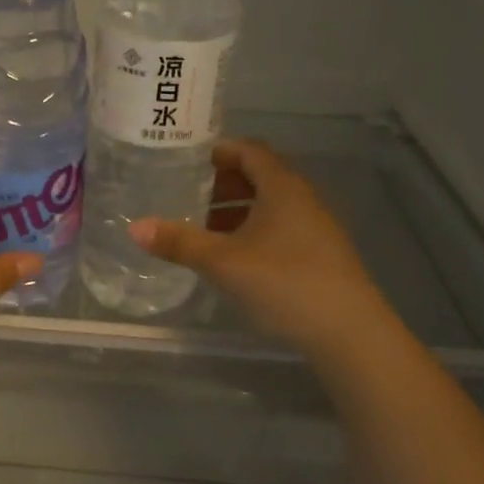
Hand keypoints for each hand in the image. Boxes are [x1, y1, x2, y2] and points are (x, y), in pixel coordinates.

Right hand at [130, 140, 378, 351]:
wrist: (349, 333)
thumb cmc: (284, 283)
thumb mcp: (222, 262)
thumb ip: (179, 243)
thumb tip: (134, 227)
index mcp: (282, 186)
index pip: (249, 150)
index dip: (219, 151)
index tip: (187, 162)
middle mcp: (302, 198)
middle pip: (260, 175)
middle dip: (223, 184)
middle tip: (188, 198)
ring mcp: (316, 226)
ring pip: (270, 205)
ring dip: (238, 211)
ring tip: (205, 231)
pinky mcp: (321, 254)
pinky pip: (281, 227)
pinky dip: (254, 231)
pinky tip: (236, 258)